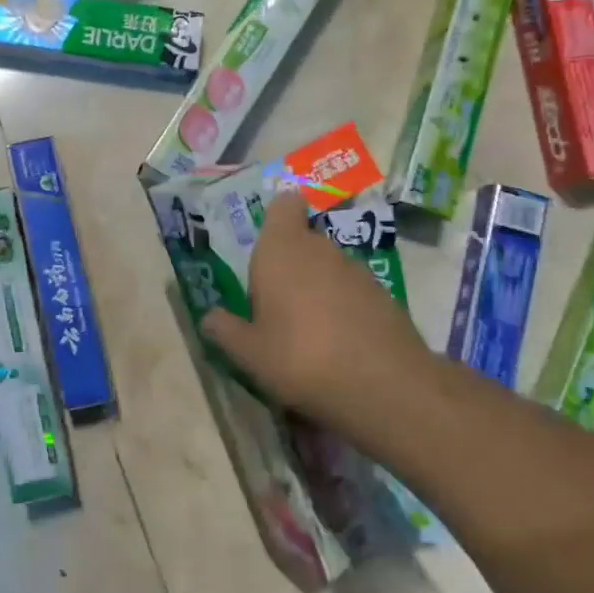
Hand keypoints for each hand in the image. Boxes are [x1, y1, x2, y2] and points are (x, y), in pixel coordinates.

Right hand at [201, 192, 433, 449]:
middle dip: (291, 262)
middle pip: (304, 239)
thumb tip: (209, 318)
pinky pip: (353, 290)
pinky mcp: (384, 295)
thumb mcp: (249, 354)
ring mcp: (357, 271)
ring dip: (317, 286)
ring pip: (329, 266)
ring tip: (306, 328)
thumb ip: (226, 330)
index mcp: (281, 250)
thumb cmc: (300, 359)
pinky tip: (338, 343)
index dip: (278, 217)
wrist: (385, 387)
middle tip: (275, 301)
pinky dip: (344, 307)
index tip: (267, 244)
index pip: (284, 205)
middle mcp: (320, 249)